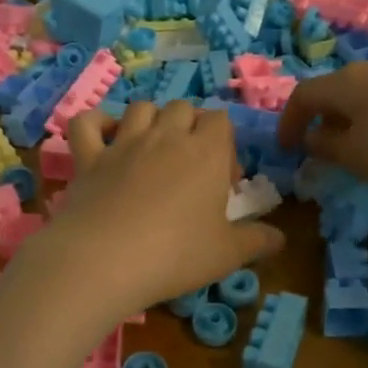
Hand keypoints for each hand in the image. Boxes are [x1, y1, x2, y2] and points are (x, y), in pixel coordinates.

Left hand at [43, 101, 283, 313]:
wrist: (105, 259)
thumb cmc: (176, 254)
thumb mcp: (227, 254)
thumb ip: (257, 241)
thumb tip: (280, 238)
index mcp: (205, 151)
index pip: (221, 120)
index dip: (224, 142)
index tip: (222, 179)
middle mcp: (166, 136)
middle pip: (182, 107)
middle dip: (189, 126)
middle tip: (189, 165)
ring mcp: (123, 143)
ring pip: (141, 108)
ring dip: (150, 120)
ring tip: (152, 150)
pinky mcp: (89, 157)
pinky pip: (86, 123)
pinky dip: (95, 123)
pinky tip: (104, 138)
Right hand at [275, 56, 367, 196]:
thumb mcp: (359, 158)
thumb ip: (327, 147)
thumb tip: (313, 137)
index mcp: (346, 81)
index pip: (304, 95)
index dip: (289, 121)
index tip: (286, 148)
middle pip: (337, 89)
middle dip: (324, 118)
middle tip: (323, 147)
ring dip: (355, 117)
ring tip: (362, 146)